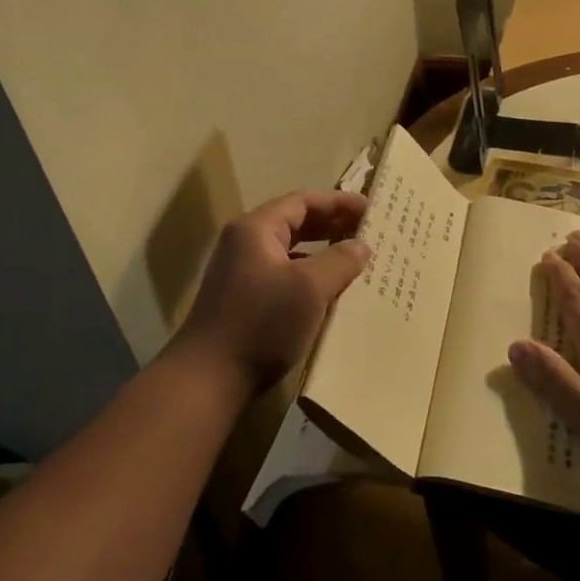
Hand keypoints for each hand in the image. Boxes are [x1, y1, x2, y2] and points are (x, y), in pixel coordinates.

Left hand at [170, 189, 369, 401]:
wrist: (209, 379)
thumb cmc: (261, 323)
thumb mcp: (309, 288)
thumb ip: (339, 260)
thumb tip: (361, 245)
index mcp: (256, 229)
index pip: (302, 201)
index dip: (338, 202)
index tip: (371, 209)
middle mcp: (245, 244)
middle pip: (295, 223)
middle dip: (332, 225)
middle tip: (368, 232)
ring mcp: (242, 274)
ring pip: (291, 252)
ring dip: (323, 253)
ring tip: (357, 261)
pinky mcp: (245, 301)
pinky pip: (285, 277)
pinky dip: (310, 278)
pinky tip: (332, 293)